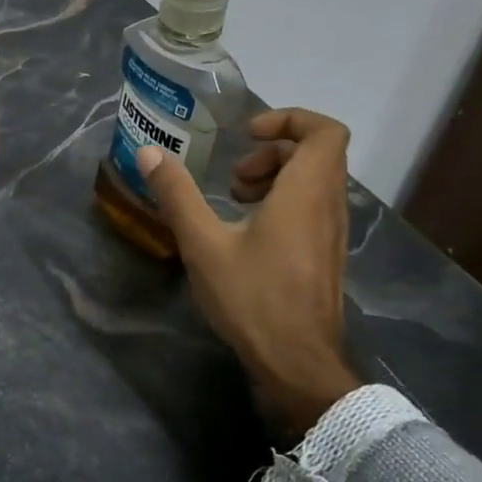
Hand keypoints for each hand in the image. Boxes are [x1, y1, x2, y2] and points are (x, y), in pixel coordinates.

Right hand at [137, 108, 360, 436]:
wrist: (297, 362)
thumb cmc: (252, 297)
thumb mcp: (203, 243)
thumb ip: (177, 194)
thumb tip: (149, 152)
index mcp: (307, 192)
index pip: (325, 131)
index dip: (289, 119)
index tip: (247, 134)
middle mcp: (329, 206)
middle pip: (318, 154)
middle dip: (272, 151)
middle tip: (234, 176)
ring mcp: (331, 233)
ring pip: (315, 183)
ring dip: (275, 178)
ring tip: (235, 201)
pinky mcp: (325, 256)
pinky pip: (312, 208)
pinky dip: (282, 203)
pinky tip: (245, 233)